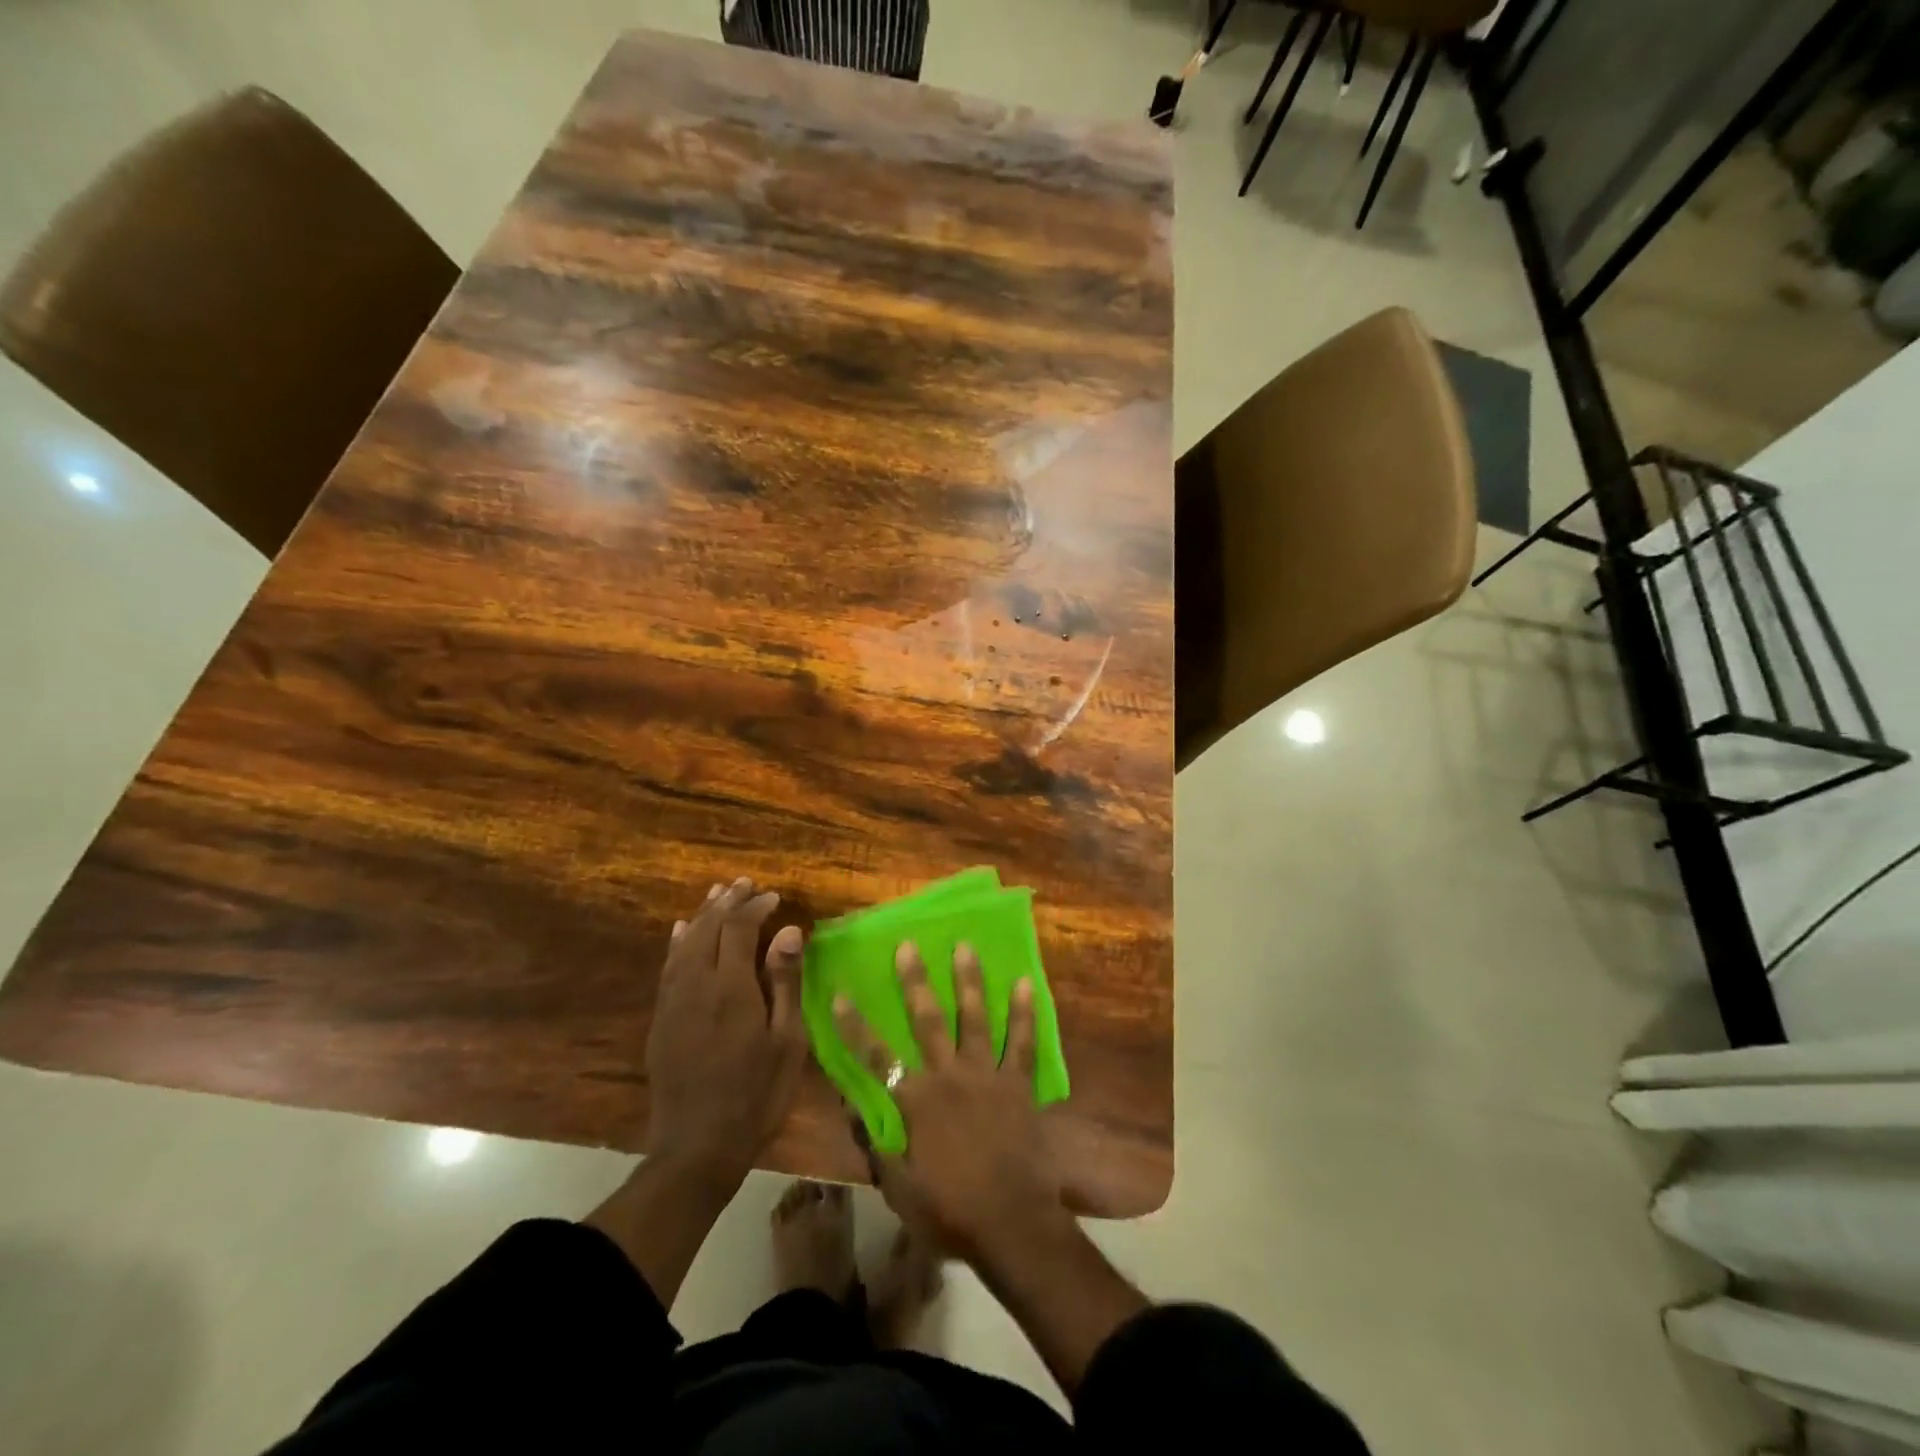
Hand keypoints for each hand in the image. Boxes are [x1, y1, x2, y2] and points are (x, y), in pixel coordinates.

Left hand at [643, 877, 805, 1180]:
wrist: (697, 1146)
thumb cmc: (756, 1094)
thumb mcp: (786, 1041)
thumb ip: (785, 982)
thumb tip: (789, 931)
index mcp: (731, 988)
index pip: (739, 929)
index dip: (755, 907)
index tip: (774, 898)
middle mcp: (697, 985)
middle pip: (708, 929)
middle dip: (727, 902)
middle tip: (746, 884)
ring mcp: (673, 1002)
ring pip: (684, 943)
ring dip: (701, 915)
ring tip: (717, 894)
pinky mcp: (661, 1019)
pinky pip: (667, 967)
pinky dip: (677, 942)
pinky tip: (680, 931)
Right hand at [834, 942, 1065, 1261]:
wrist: (1012, 1224)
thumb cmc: (950, 1211)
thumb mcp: (899, 1188)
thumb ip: (876, 1144)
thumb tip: (852, 1108)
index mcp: (916, 1102)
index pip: (876, 1057)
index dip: (855, 1026)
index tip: (840, 994)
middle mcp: (948, 1076)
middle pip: (927, 1020)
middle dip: (914, 981)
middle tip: (908, 945)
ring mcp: (985, 1075)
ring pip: (974, 1018)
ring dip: (968, 980)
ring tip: (964, 946)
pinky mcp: (1017, 1083)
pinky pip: (1021, 1041)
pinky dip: (1024, 1012)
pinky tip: (1026, 982)